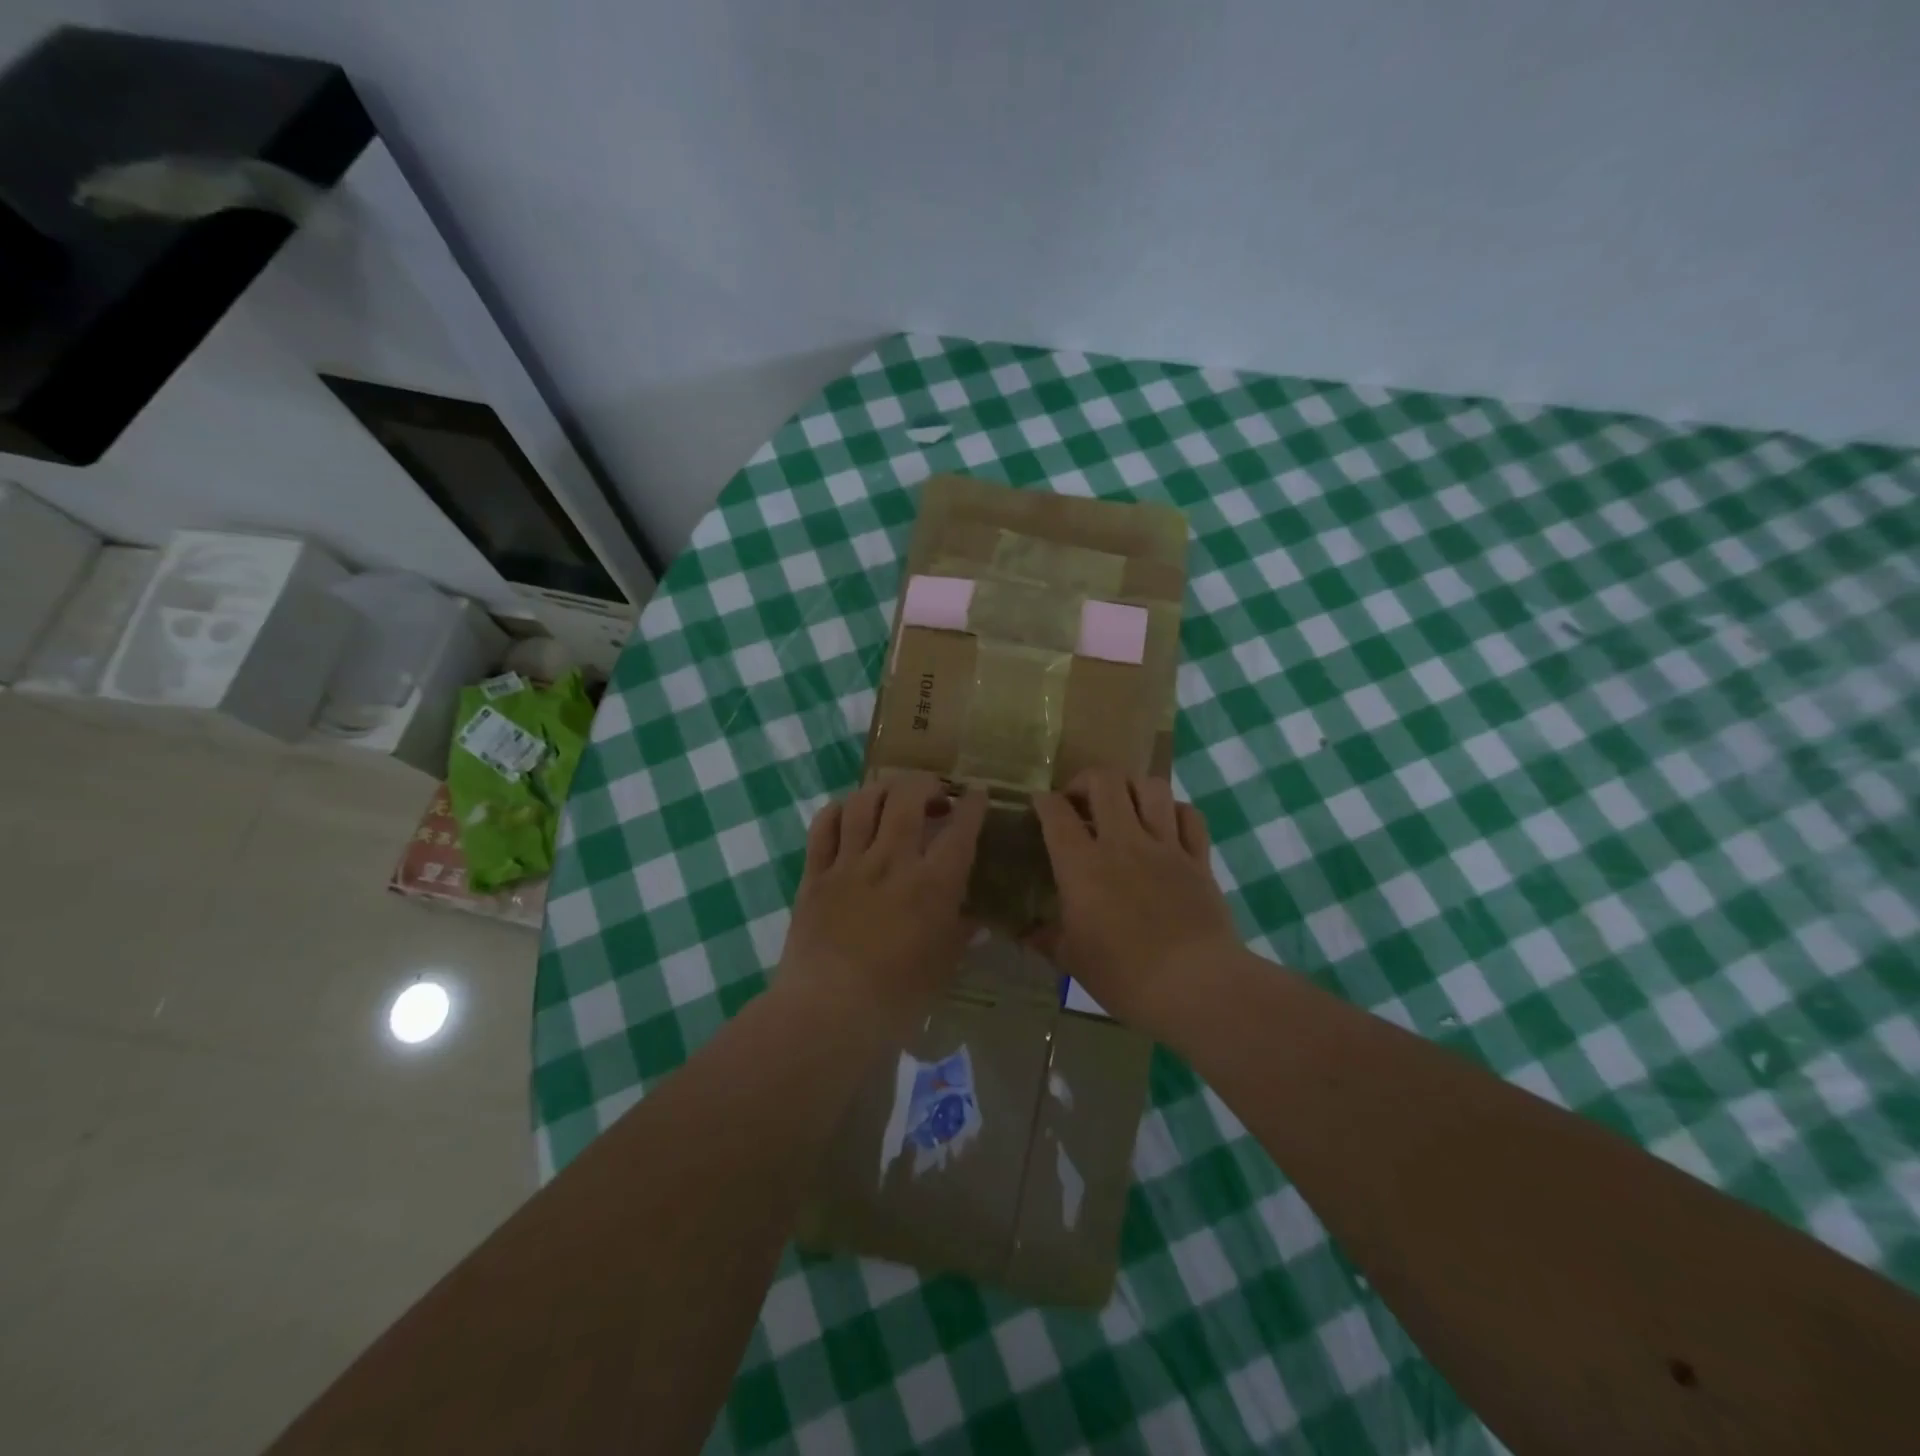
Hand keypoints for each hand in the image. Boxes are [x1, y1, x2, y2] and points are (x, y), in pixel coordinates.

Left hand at [778, 772, 987, 1037]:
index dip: (972, 805)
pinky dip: (838, 810)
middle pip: (908, 798)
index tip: (977, 794)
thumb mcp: (943, 967)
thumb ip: (960, 935)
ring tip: (893, 795)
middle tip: (935, 792)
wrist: (828, 1013)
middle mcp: (892, 861)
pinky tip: (848, 812)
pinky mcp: (815, 874)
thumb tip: (976, 921)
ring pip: (863, 803)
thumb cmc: (897, 998)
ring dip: (883, 789)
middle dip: (926, 784)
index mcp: (932, 885)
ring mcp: (849, 864)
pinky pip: (823, 827)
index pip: (960, 830)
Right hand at [1032, 768, 1240, 1031]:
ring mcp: (1165, 846)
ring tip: (1124, 806)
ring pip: (1151, 787)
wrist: (1195, 985)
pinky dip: (1175, 811)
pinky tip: (1165, 824)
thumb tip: (1024, 934)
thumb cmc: (1124, 975)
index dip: (1043, 801)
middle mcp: (1122, 842)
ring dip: (1132, 788)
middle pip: (1105, 781)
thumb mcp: (1072, 960)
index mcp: (1082, 865)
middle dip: (1086, 780)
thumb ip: (1046, 938)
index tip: (1040, 805)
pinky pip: (1190, 816)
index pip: (1056, 813)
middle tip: (1080, 801)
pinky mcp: (1198, 859)